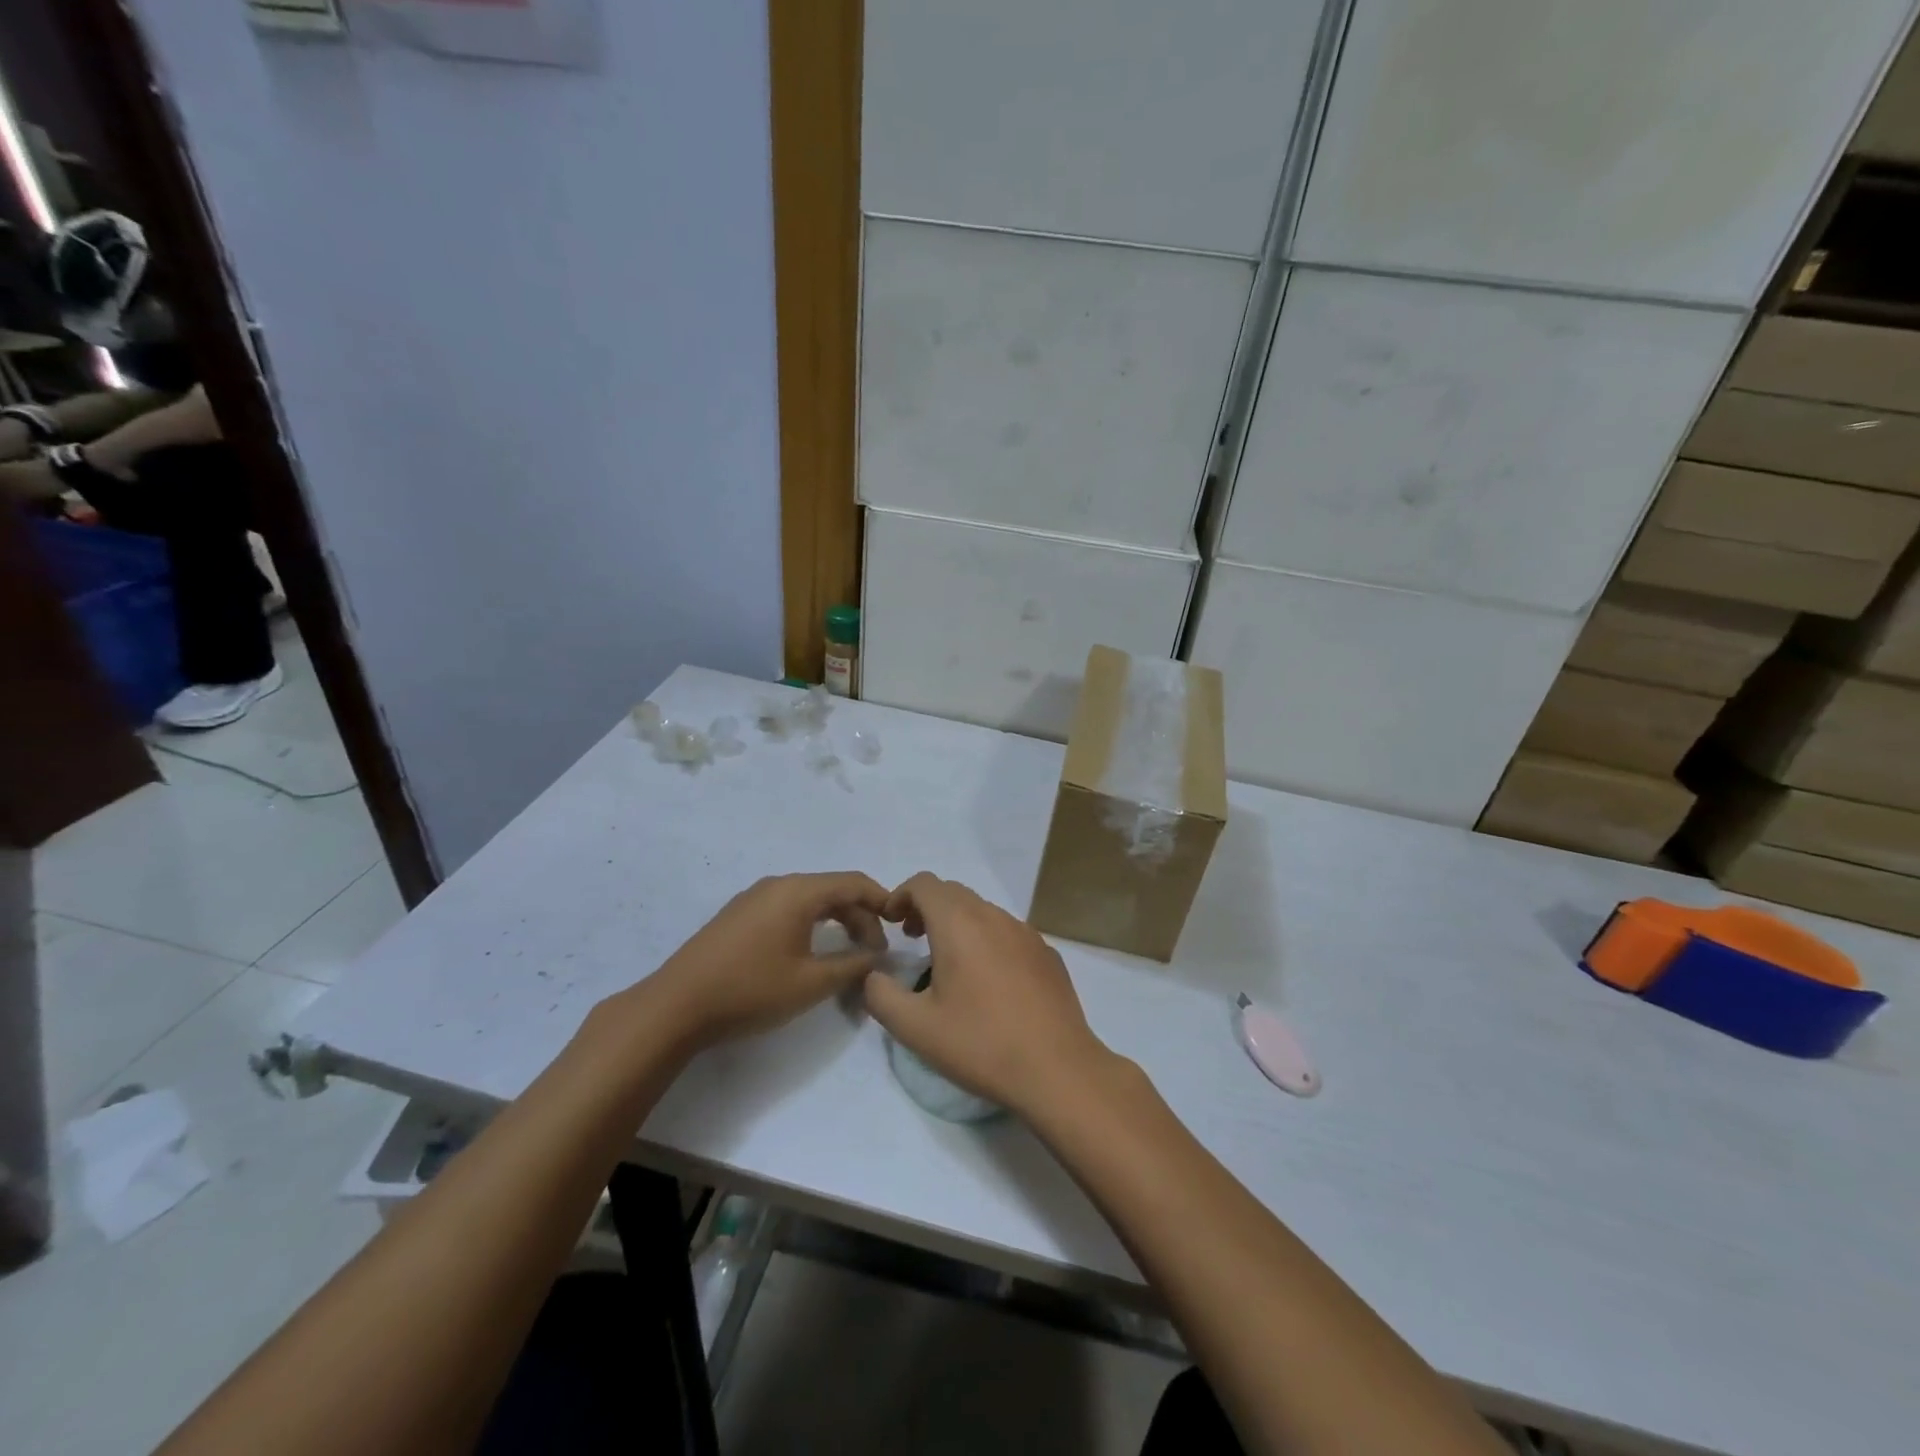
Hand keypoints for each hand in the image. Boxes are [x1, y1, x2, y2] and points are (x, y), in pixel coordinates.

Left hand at [630, 872, 889, 1052]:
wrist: (676, 1006)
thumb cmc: (751, 990)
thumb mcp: (811, 983)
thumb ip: (852, 966)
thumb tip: (878, 957)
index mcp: (798, 891)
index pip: (854, 882)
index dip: (882, 901)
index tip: (901, 926)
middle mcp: (778, 884)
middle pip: (832, 889)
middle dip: (860, 916)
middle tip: (875, 952)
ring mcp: (754, 898)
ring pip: (809, 899)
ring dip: (836, 921)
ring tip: (848, 953)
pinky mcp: (738, 915)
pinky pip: (787, 908)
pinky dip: (811, 923)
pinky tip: (811, 951)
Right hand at [865, 873, 1114, 1118]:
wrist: (1057, 1068)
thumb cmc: (980, 1043)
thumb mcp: (915, 1027)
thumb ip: (881, 995)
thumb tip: (874, 976)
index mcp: (959, 923)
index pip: (924, 884)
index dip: (901, 895)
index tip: (891, 924)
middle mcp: (994, 916)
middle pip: (953, 893)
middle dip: (927, 908)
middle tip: (913, 939)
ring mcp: (1026, 932)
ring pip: (983, 911)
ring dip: (958, 924)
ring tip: (949, 964)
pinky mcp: (1047, 953)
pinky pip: (1008, 932)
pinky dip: (988, 941)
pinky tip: (990, 983)